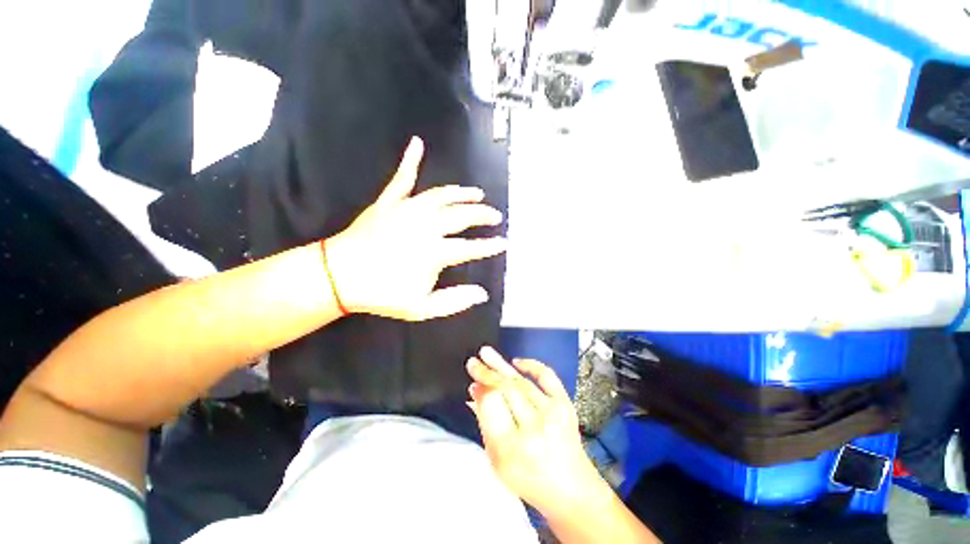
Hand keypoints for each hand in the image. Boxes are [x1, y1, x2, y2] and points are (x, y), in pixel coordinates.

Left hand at [325, 137, 505, 320]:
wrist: (338, 276)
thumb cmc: (382, 293)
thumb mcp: (422, 307)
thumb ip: (454, 301)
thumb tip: (481, 293)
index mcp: (434, 252)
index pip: (471, 247)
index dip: (490, 246)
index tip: (504, 242)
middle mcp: (425, 226)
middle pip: (462, 215)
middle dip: (482, 215)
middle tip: (495, 216)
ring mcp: (406, 210)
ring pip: (441, 195)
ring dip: (462, 193)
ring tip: (477, 193)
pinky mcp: (388, 202)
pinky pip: (401, 178)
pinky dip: (410, 160)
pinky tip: (417, 143)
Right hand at [466, 347, 602, 515]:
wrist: (571, 488)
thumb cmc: (528, 478)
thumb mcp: (497, 461)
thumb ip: (485, 423)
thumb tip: (475, 392)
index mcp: (513, 448)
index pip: (492, 407)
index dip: (480, 391)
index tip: (472, 383)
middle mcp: (534, 427)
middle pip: (506, 390)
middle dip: (486, 373)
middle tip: (473, 362)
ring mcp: (553, 413)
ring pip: (521, 381)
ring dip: (501, 365)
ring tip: (486, 352)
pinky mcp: (565, 404)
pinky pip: (547, 377)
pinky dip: (532, 365)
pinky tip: (516, 361)